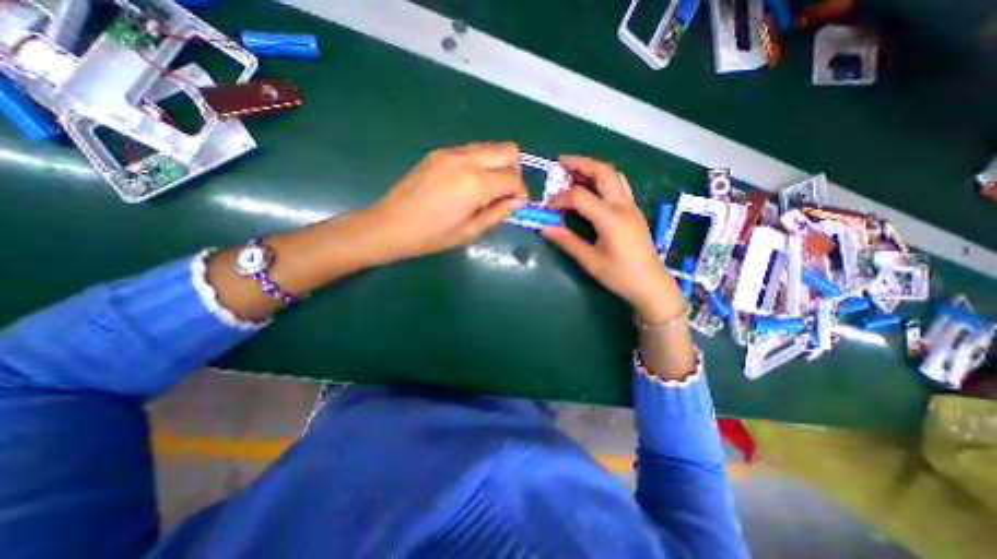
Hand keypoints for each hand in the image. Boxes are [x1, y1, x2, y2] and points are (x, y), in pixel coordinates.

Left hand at [362, 142, 528, 258]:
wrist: (390, 225)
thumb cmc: (432, 235)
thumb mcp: (469, 231)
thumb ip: (497, 213)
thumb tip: (516, 202)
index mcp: (476, 183)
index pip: (514, 179)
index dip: (521, 193)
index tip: (516, 206)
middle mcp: (467, 160)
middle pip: (508, 150)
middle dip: (515, 171)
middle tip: (506, 192)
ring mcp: (450, 152)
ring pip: (490, 146)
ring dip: (497, 165)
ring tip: (487, 189)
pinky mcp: (438, 153)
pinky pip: (470, 150)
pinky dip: (480, 163)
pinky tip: (468, 183)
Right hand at [538, 156, 686, 321]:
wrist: (651, 285)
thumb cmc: (620, 275)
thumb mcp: (590, 261)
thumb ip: (567, 241)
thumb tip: (545, 227)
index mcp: (610, 218)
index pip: (579, 196)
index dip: (560, 199)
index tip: (548, 209)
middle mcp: (622, 206)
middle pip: (603, 173)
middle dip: (582, 164)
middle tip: (562, 162)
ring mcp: (631, 207)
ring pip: (614, 176)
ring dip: (594, 169)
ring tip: (576, 170)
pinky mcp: (633, 212)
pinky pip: (618, 186)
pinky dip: (603, 180)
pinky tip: (593, 187)